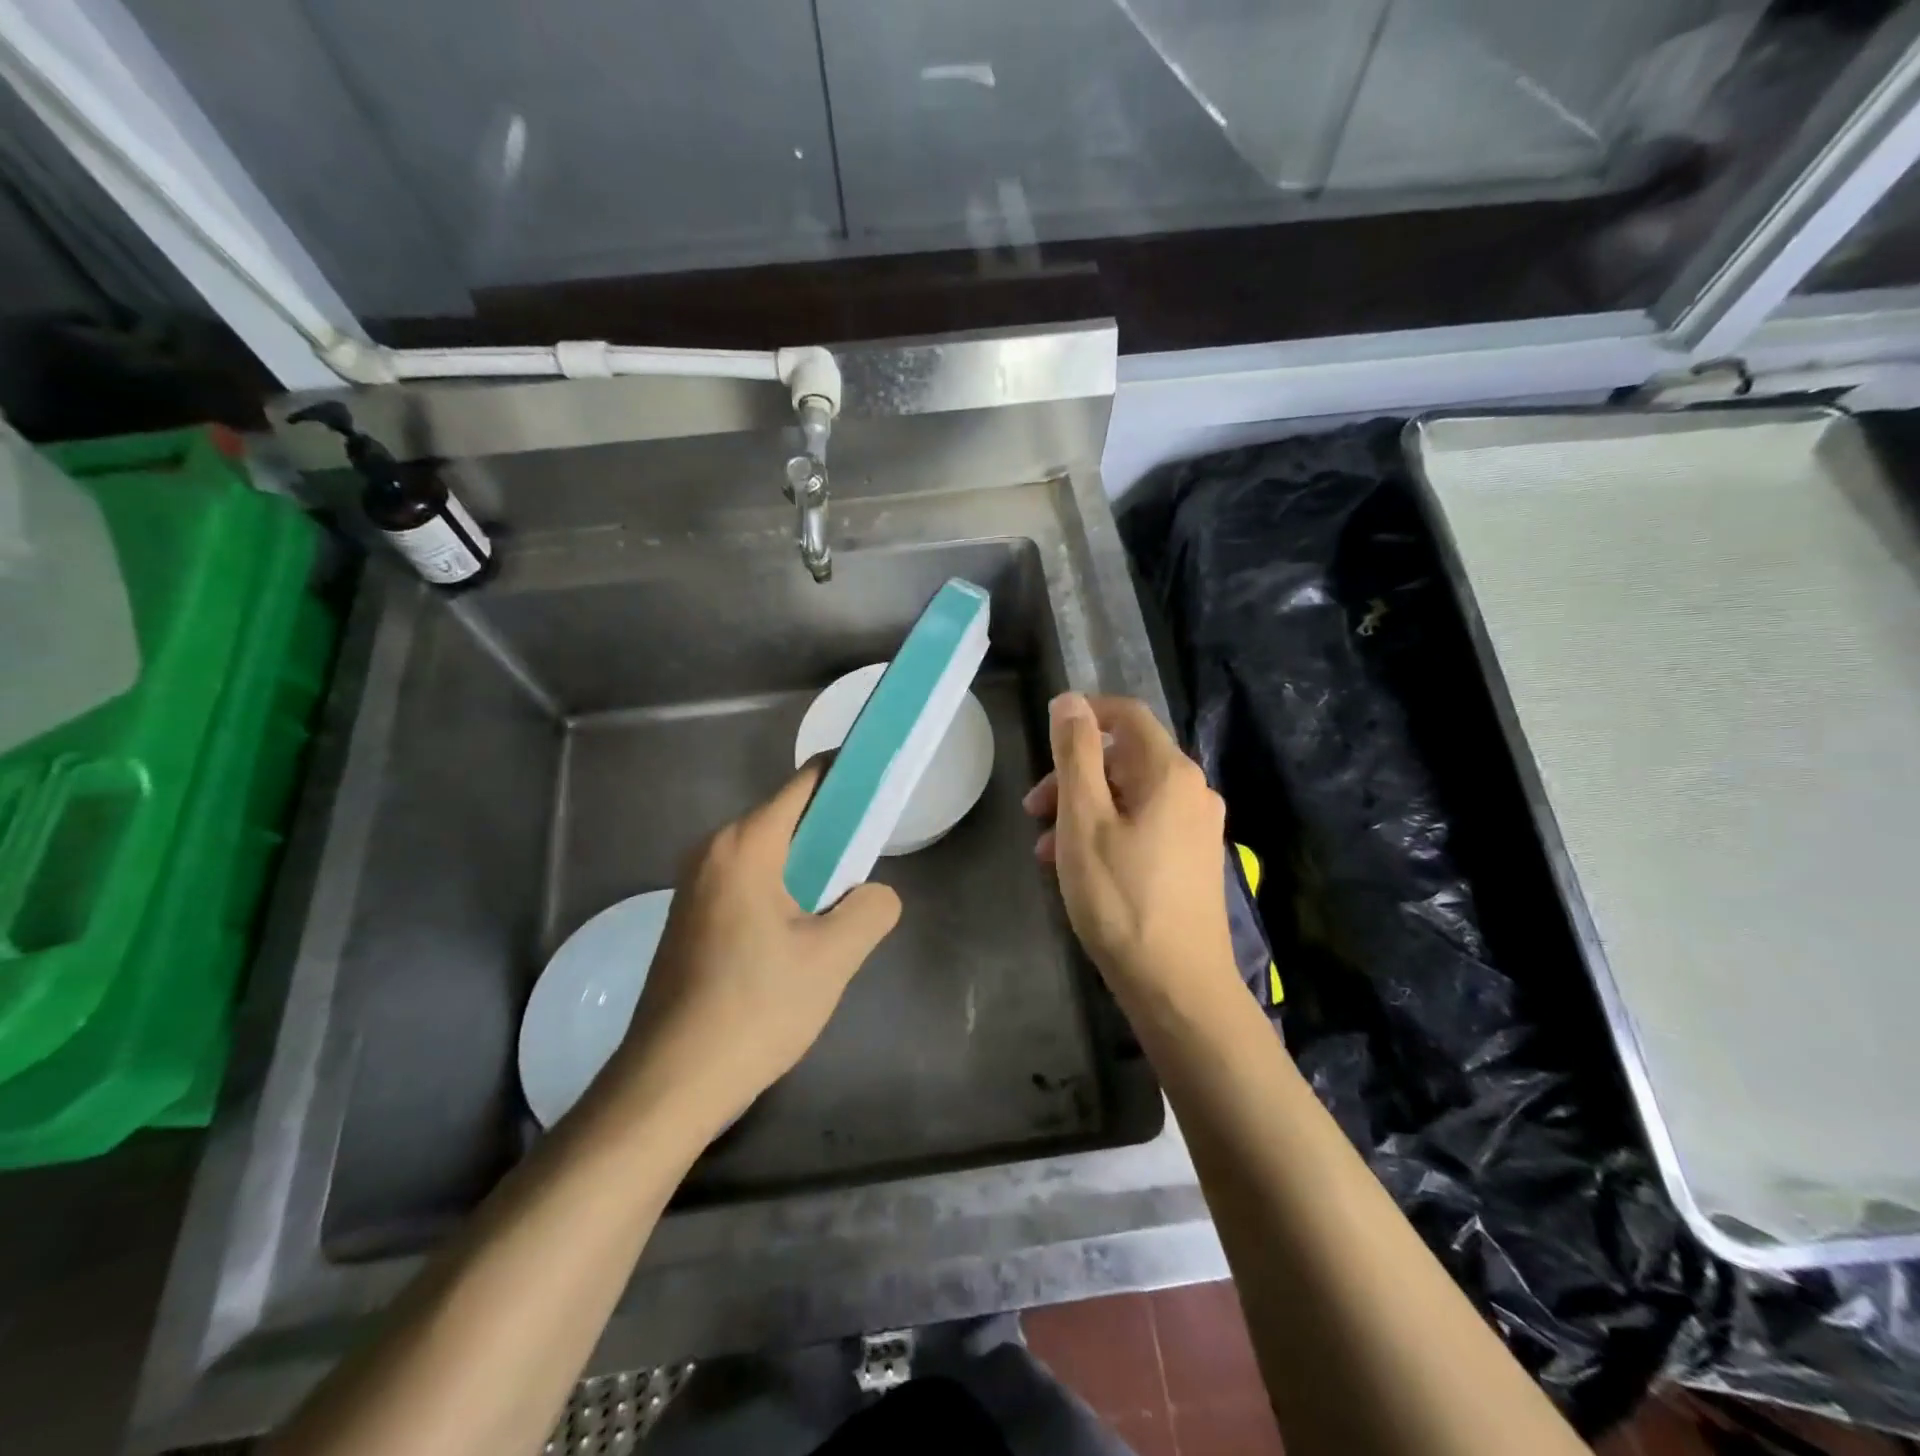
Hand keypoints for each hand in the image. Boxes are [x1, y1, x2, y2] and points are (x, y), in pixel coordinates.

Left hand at [606, 762, 900, 1126]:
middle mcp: (713, 851)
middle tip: (871, 865)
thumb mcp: (833, 958)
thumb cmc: (755, 1009)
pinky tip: (800, 936)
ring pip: (770, 855)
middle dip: (834, 833)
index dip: (849, 777)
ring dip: (810, 869)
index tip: (885, 786)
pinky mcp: (690, 918)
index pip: (807, 784)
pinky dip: (783, 891)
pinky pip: (749, 883)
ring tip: (841, 908)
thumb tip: (874, 895)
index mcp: (745, 845)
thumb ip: (871, 908)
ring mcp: (694, 885)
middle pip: (788, 818)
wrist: (670, 1083)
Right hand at [1024, 694, 1238, 1003]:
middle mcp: (1193, 791)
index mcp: (1170, 772)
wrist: (1178, 986)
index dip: (1084, 714)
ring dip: (1084, 810)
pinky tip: (1080, 869)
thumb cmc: (1121, 898)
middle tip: (1034, 811)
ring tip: (1047, 851)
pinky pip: (1145, 826)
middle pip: (1125, 759)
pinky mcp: (1195, 861)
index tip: (1045, 737)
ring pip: (1131, 796)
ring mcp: (1198, 828)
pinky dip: (1108, 833)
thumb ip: (1076, 754)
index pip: (1127, 714)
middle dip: (1074, 775)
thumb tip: (1070, 701)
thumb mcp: (1084, 820)